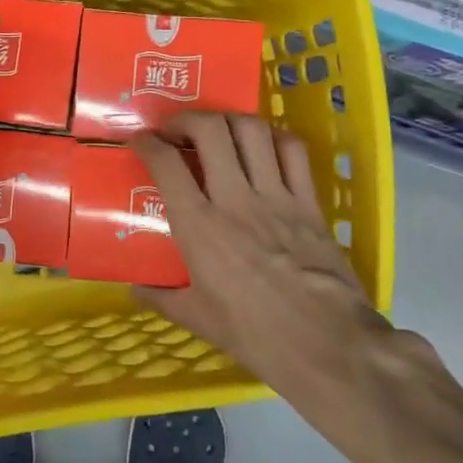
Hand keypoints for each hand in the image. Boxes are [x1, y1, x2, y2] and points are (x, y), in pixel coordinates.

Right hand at [132, 112, 395, 420]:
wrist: (327, 344)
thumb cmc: (255, 334)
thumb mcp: (198, 319)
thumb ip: (162, 298)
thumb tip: (135, 289)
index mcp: (199, 226)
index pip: (166, 164)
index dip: (147, 143)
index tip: (140, 141)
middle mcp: (235, 199)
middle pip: (210, 131)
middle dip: (186, 118)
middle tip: (176, 129)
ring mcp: (276, 196)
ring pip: (252, 131)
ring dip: (228, 120)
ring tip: (217, 130)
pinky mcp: (309, 202)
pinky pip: (294, 151)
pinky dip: (275, 137)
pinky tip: (264, 145)